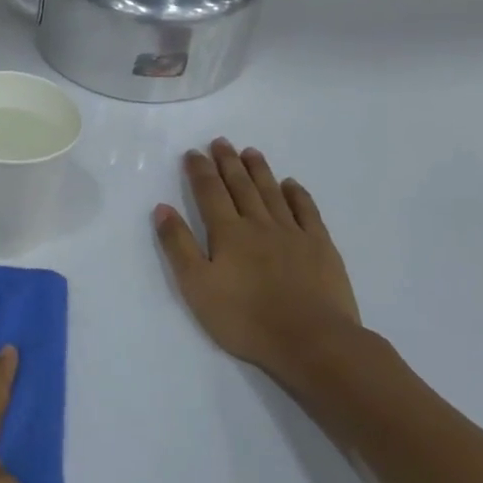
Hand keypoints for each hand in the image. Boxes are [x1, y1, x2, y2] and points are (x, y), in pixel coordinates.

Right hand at [154, 140, 362, 381]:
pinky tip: (290, 185)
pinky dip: (297, 194)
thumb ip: (179, 245)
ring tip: (249, 152)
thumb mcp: (196, 286)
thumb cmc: (245, 318)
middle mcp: (259, 224)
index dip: (200, 171)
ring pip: (272, 193)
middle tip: (221, 142)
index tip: (193, 152)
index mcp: (228, 233)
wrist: (311, 340)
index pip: (210, 193)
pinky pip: (307, 211)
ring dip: (259, 171)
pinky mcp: (321, 247)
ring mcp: (293, 233)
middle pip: (241, 186)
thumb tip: (162, 208)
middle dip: (228, 163)